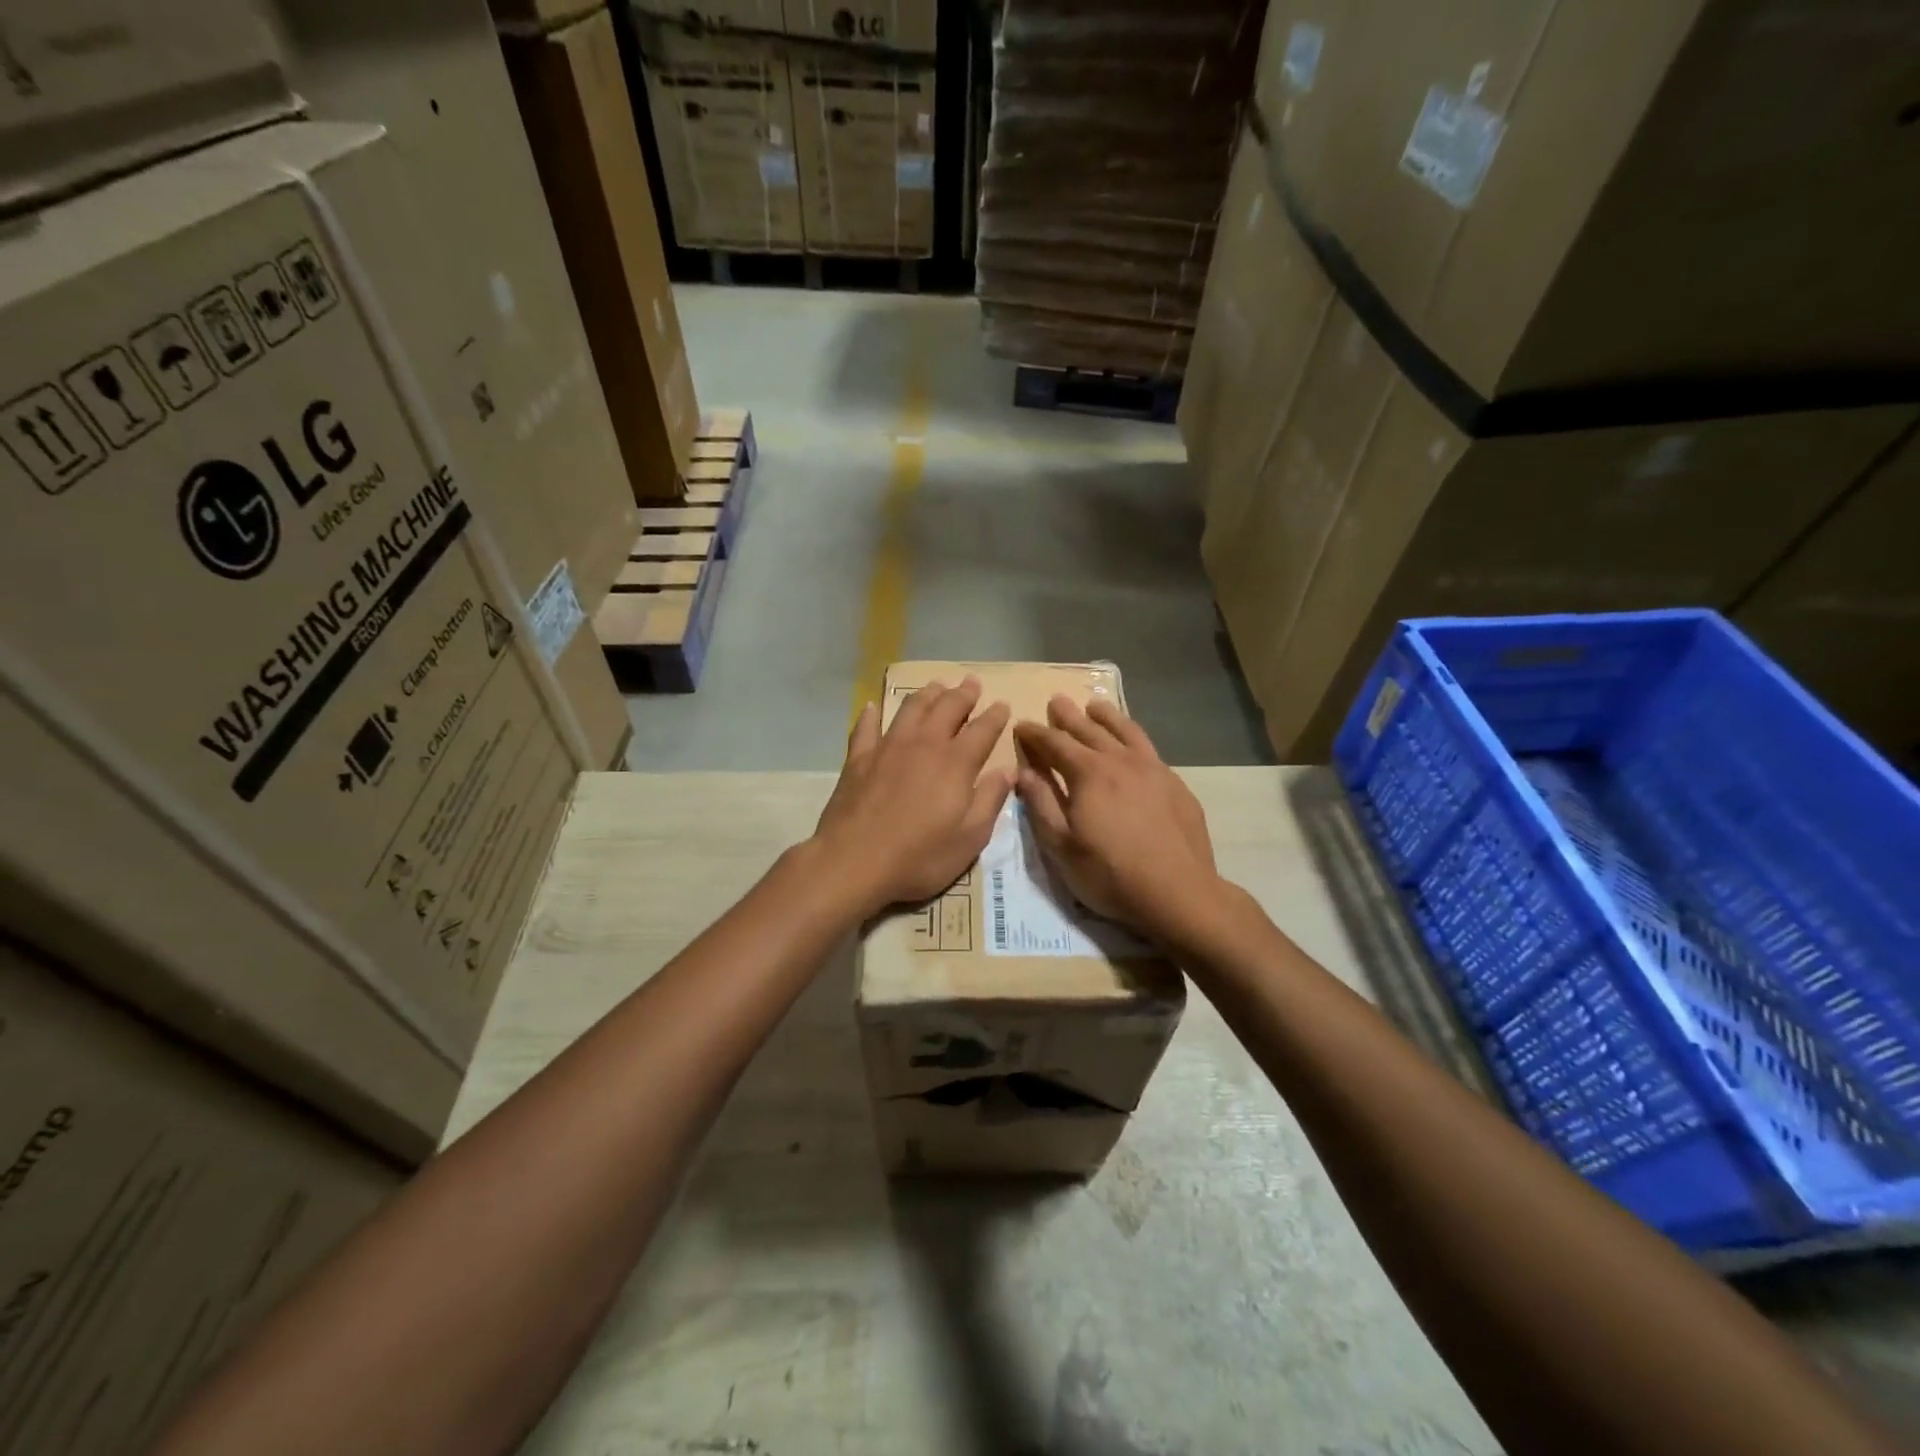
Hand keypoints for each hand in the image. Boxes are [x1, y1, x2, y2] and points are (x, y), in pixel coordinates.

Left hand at [813, 677, 1012, 914]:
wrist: (854, 862)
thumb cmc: (920, 856)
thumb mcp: (970, 838)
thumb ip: (990, 800)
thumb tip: (1009, 771)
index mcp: (956, 763)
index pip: (982, 730)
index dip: (995, 716)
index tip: (1002, 705)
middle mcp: (924, 745)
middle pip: (947, 708)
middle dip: (963, 694)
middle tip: (971, 682)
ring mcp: (888, 748)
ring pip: (910, 709)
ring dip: (926, 694)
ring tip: (936, 686)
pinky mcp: (858, 759)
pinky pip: (865, 727)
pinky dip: (870, 714)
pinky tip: (871, 707)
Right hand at [1013, 697, 1220, 940]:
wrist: (1178, 892)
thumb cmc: (1110, 874)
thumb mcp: (1061, 846)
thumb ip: (1041, 804)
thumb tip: (1023, 772)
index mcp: (1089, 773)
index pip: (1055, 743)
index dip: (1035, 733)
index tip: (1021, 725)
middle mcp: (1121, 761)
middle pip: (1090, 730)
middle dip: (1068, 716)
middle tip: (1056, 701)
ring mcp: (1154, 770)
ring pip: (1126, 732)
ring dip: (1107, 716)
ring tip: (1095, 706)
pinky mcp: (1176, 785)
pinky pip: (1150, 749)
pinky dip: (1134, 738)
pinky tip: (1133, 745)